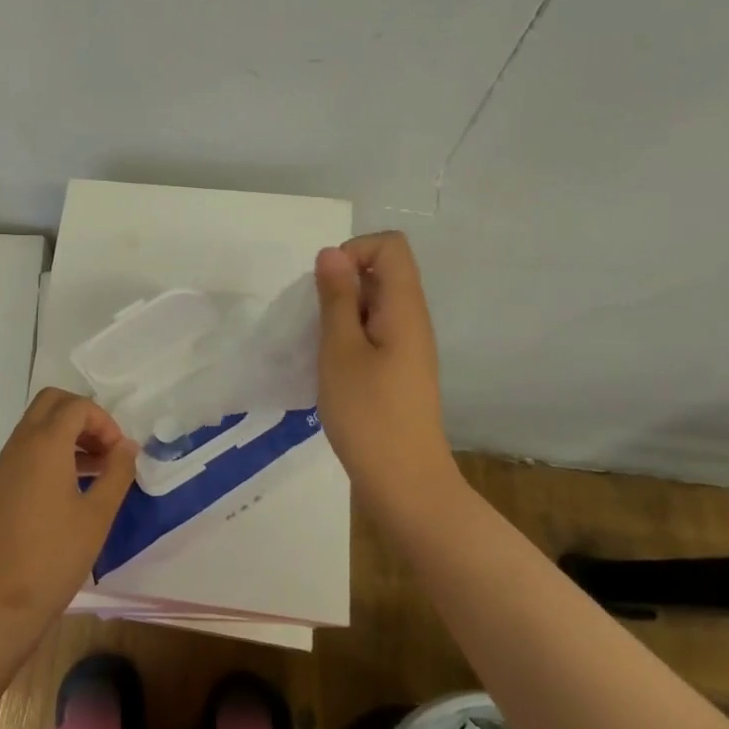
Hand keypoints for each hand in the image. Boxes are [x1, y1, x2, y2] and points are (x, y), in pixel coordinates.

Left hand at [0, 389, 137, 647]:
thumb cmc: (55, 556)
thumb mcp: (98, 515)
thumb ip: (117, 473)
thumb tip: (128, 446)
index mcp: (45, 443)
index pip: (77, 406)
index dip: (104, 421)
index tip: (120, 454)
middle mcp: (21, 443)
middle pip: (52, 403)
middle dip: (83, 416)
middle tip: (106, 449)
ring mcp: (6, 463)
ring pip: (38, 424)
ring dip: (68, 433)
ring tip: (97, 469)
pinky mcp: (0, 483)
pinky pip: (28, 447)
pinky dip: (52, 450)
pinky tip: (73, 486)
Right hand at [313, 232, 459, 521]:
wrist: (403, 482)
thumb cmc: (368, 413)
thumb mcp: (340, 350)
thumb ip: (335, 298)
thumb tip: (332, 252)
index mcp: (404, 308)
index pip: (390, 245)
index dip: (353, 251)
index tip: (326, 287)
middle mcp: (411, 319)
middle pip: (382, 271)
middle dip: (341, 283)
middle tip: (316, 321)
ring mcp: (407, 346)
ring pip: (373, 303)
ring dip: (340, 312)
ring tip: (320, 345)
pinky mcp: (398, 369)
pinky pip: (373, 331)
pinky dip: (347, 335)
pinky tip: (330, 366)